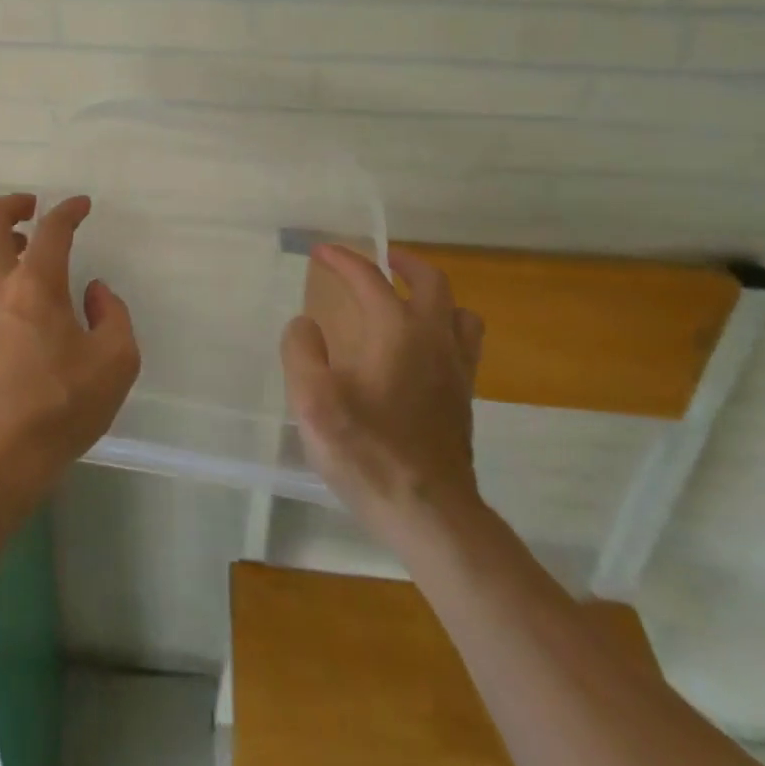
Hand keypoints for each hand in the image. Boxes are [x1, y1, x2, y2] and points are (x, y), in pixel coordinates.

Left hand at [0, 193, 140, 504]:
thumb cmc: (62, 406)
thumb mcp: (116, 361)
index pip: (53, 229)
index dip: (69, 210)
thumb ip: (113, 315)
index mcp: (37, 283)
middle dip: (14, 204)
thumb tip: (93, 292)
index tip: (81, 206)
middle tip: (32, 209)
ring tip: (9, 249)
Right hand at [281, 243, 485, 542]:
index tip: (321, 252)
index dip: (343, 260)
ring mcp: (457, 371)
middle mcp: (435, 340)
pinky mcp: (464, 400)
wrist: (430, 514)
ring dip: (434, 296)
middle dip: (403, 263)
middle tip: (380, 259)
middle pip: (431, 282)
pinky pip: (464, 346)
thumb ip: (301, 352)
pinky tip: (420, 351)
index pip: (370, 279)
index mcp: (398, 331)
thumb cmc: (367, 452)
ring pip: (460, 313)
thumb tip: (306, 325)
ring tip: (409, 300)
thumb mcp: (313, 401)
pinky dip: (444, 329)